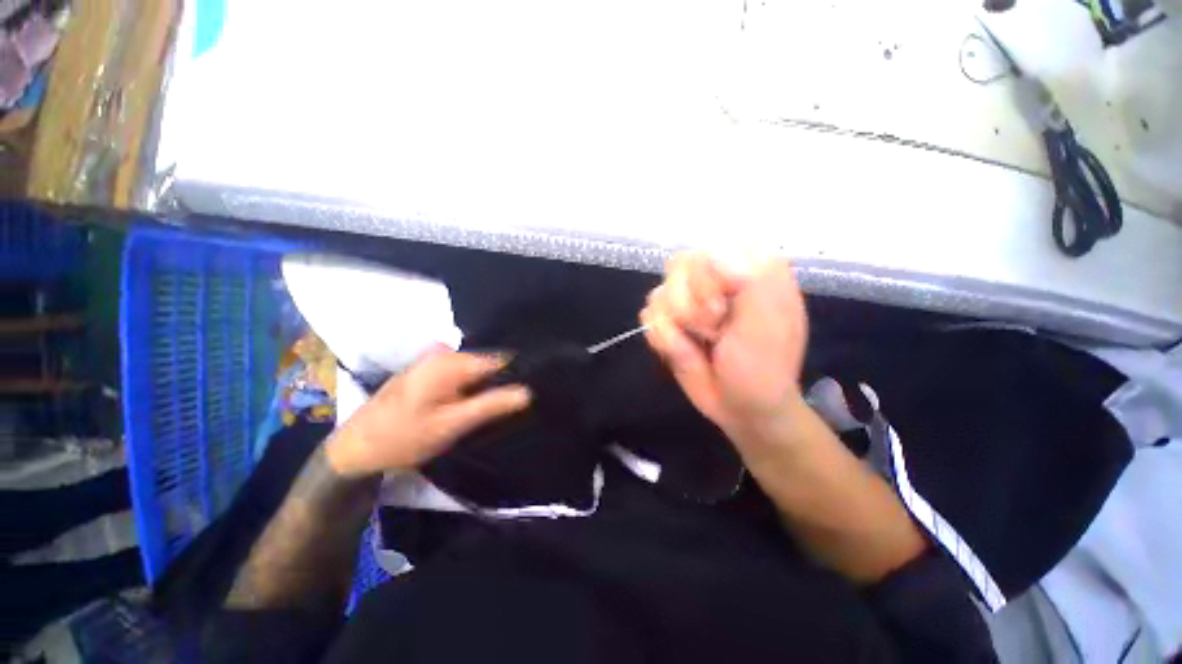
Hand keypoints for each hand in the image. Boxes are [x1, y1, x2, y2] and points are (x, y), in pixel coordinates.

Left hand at [327, 351, 530, 476]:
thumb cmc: (404, 438)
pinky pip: (459, 372)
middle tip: (510, 404)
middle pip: (485, 362)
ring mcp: (432, 360)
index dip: (515, 374)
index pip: (498, 359)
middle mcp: (442, 353)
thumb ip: (490, 405)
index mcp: (450, 362)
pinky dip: (470, 384)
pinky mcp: (426, 371)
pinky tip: (470, 401)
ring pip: (473, 368)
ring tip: (494, 405)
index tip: (525, 393)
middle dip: (499, 379)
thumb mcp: (451, 424)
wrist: (355, 450)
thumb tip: (527, 392)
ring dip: (485, 383)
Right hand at [641, 252, 808, 448]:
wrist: (742, 407)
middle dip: (692, 307)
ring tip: (704, 343)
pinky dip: (664, 340)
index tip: (724, 309)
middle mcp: (714, 277)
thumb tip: (711, 255)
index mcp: (746, 267)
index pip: (708, 249)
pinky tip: (684, 351)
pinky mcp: (668, 321)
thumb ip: (751, 280)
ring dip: (679, 328)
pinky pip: (648, 318)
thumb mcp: (768, 324)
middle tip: (717, 330)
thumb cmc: (762, 366)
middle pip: (677, 268)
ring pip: (658, 294)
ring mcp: (687, 299)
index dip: (707, 280)